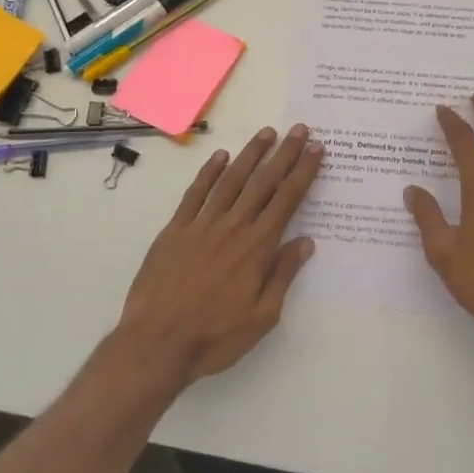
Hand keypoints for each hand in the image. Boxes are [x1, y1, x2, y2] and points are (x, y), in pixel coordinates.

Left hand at [116, 124, 322, 390]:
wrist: (156, 343)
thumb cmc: (215, 336)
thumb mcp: (262, 317)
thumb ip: (283, 275)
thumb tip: (305, 241)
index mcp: (257, 247)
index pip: (287, 199)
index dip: (304, 172)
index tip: (317, 149)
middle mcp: (233, 226)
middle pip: (264, 182)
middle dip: (285, 153)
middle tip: (300, 129)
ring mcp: (202, 225)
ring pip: (231, 180)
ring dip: (251, 154)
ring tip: (266, 133)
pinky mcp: (175, 230)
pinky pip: (195, 193)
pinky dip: (209, 172)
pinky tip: (220, 157)